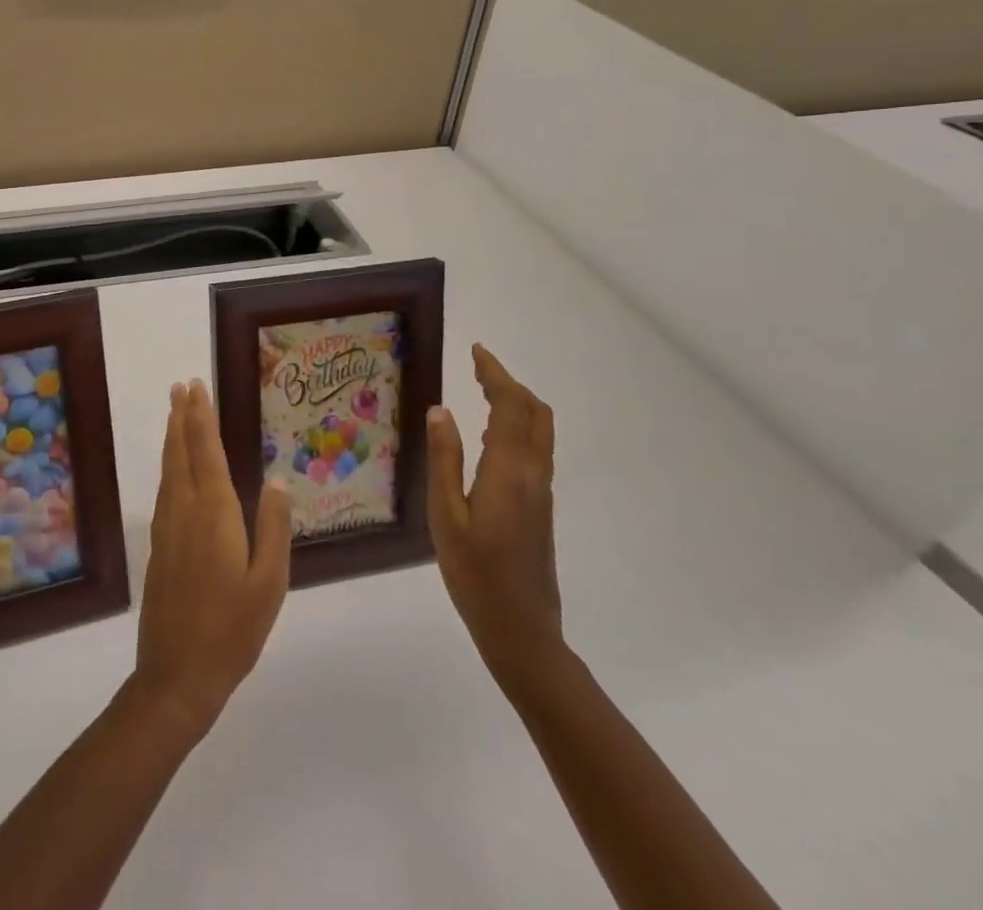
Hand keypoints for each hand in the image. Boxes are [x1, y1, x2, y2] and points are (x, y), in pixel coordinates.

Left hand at [131, 380, 291, 736]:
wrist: (177, 674)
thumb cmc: (233, 630)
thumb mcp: (269, 583)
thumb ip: (274, 528)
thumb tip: (279, 480)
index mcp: (215, 514)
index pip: (206, 451)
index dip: (201, 418)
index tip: (197, 388)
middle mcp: (185, 510)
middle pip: (181, 452)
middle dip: (182, 417)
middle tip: (181, 386)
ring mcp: (167, 527)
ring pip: (168, 469)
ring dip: (172, 437)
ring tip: (175, 413)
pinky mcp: (159, 545)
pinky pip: (164, 489)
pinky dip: (169, 465)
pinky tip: (173, 468)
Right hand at [426, 344, 564, 685]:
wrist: (522, 631)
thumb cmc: (475, 574)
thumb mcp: (445, 515)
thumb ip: (444, 459)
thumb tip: (440, 410)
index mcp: (509, 471)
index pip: (510, 406)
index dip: (495, 374)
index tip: (477, 351)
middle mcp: (533, 474)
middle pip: (535, 413)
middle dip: (510, 383)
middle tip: (478, 367)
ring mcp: (541, 492)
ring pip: (539, 431)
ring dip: (517, 403)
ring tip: (483, 391)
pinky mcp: (540, 507)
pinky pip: (534, 450)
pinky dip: (516, 426)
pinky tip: (488, 437)